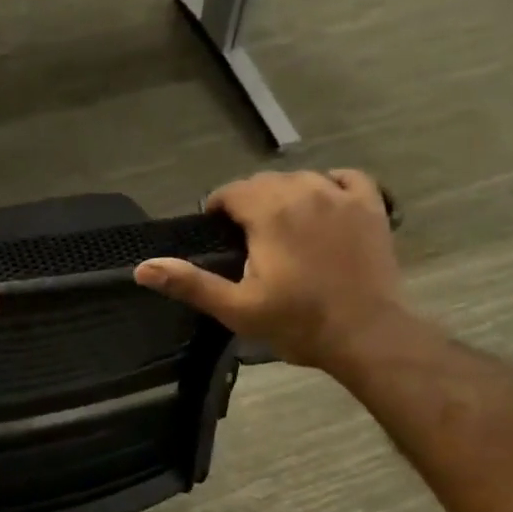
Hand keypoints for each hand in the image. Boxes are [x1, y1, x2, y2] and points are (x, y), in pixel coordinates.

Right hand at [134, 170, 413, 371]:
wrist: (365, 333)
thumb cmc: (298, 324)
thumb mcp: (237, 309)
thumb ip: (190, 284)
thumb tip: (142, 267)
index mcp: (269, 212)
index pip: (233, 191)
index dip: (218, 208)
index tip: (216, 232)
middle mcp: (305, 191)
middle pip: (266, 182)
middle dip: (249, 203)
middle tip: (245, 238)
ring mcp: (342, 195)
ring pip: (303, 179)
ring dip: (285, 195)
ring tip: (281, 226)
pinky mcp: (371, 206)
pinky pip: (346, 178)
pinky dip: (329, 185)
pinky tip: (324, 204)